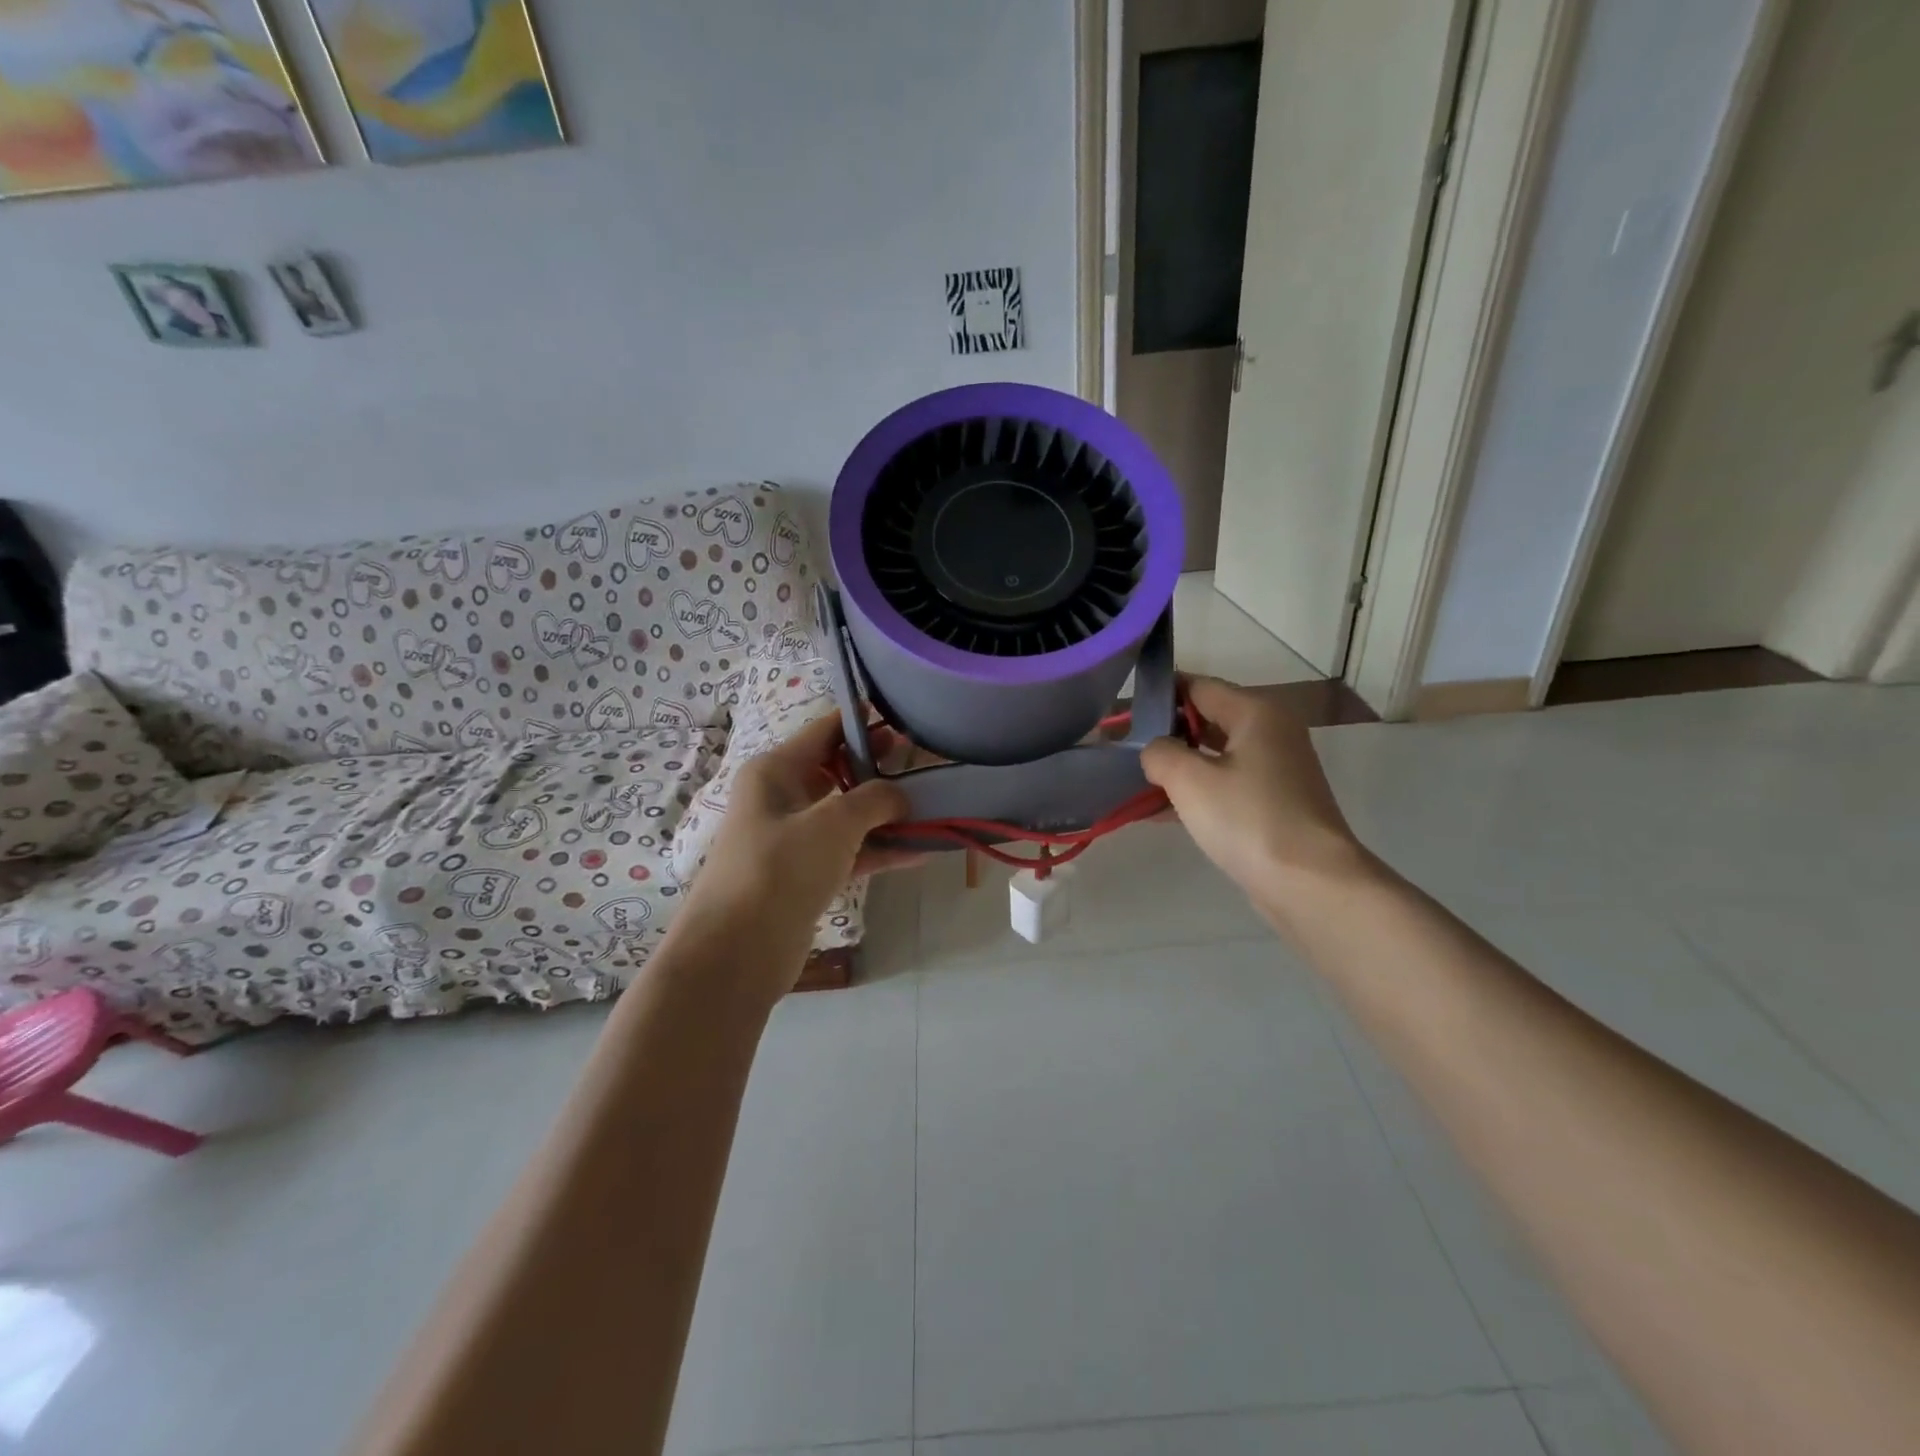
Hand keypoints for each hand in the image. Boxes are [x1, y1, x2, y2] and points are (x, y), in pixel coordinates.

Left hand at [680, 712, 914, 972]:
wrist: (737, 951)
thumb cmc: (780, 868)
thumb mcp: (833, 822)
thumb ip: (874, 799)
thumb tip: (901, 796)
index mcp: (776, 771)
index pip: (824, 731)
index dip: (862, 721)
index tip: (902, 716)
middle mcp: (781, 798)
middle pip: (837, 771)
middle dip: (879, 767)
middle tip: (923, 760)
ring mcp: (792, 839)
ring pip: (846, 815)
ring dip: (885, 813)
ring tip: (932, 806)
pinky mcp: (804, 876)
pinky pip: (848, 852)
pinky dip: (879, 850)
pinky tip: (920, 851)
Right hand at [1141, 676, 1376, 923]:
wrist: (1309, 884)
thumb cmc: (1248, 819)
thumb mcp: (1189, 779)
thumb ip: (1159, 752)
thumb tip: (1155, 751)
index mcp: (1255, 713)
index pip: (1197, 686)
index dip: (1158, 695)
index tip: (1122, 713)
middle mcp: (1270, 733)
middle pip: (1207, 719)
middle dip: (1164, 733)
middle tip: (1122, 749)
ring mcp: (1275, 770)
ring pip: (1213, 756)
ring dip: (1176, 767)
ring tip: (1133, 781)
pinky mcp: (1273, 804)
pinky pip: (1224, 786)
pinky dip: (1194, 793)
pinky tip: (1157, 812)